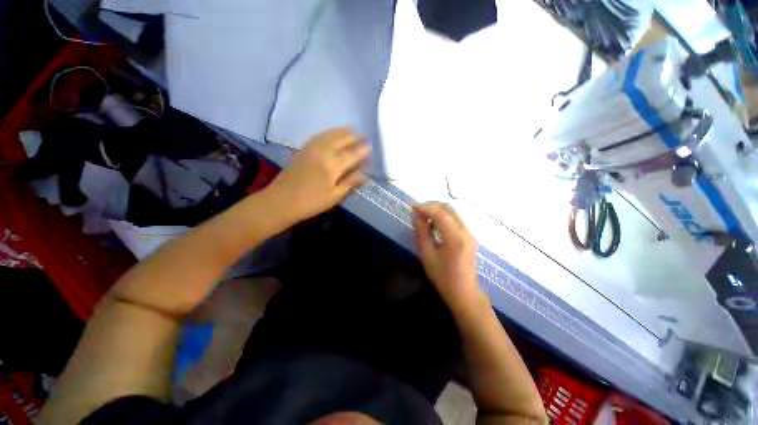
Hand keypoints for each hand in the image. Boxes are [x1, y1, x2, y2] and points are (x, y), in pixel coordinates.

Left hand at [268, 128, 369, 222]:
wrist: (281, 201)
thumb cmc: (311, 203)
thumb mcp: (334, 196)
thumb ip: (350, 183)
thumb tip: (364, 174)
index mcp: (332, 166)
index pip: (352, 154)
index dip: (363, 150)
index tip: (371, 146)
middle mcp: (323, 152)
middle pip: (342, 140)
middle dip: (355, 137)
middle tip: (365, 135)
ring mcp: (312, 148)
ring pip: (330, 135)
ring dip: (343, 131)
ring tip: (352, 130)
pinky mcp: (303, 149)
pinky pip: (319, 136)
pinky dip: (329, 132)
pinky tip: (333, 133)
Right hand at [413, 202, 482, 313]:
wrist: (463, 292)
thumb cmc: (443, 277)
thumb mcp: (427, 255)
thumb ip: (422, 233)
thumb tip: (418, 217)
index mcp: (455, 237)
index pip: (440, 213)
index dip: (425, 207)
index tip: (412, 208)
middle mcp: (465, 231)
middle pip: (448, 208)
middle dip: (431, 206)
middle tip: (417, 212)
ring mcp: (468, 233)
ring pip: (452, 212)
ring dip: (436, 211)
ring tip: (423, 218)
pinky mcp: (468, 236)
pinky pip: (454, 220)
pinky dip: (442, 217)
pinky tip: (433, 225)